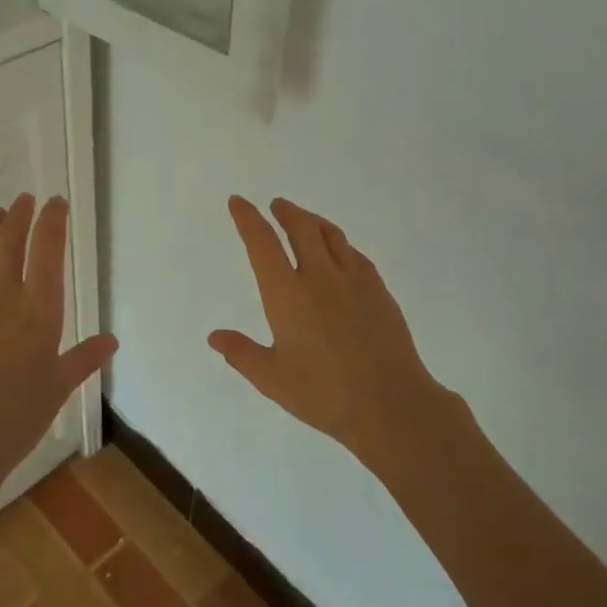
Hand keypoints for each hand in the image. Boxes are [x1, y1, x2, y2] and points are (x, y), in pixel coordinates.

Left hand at [0, 194, 116, 555]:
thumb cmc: (17, 417)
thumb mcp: (58, 387)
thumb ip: (84, 358)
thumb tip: (111, 341)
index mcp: (39, 310)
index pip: (48, 251)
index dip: (52, 221)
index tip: (56, 203)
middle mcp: (3, 295)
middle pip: (11, 242)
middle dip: (20, 215)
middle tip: (25, 199)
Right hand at [209, 196, 463, 472]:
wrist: (391, 404)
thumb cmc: (324, 395)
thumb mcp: (272, 380)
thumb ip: (242, 354)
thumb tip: (215, 336)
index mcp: (286, 294)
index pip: (262, 243)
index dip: (247, 219)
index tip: (238, 202)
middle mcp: (319, 276)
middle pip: (301, 228)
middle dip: (285, 212)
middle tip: (276, 205)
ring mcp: (353, 280)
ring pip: (331, 235)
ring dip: (313, 221)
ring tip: (305, 220)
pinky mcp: (379, 290)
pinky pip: (355, 254)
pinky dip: (340, 244)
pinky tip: (341, 252)